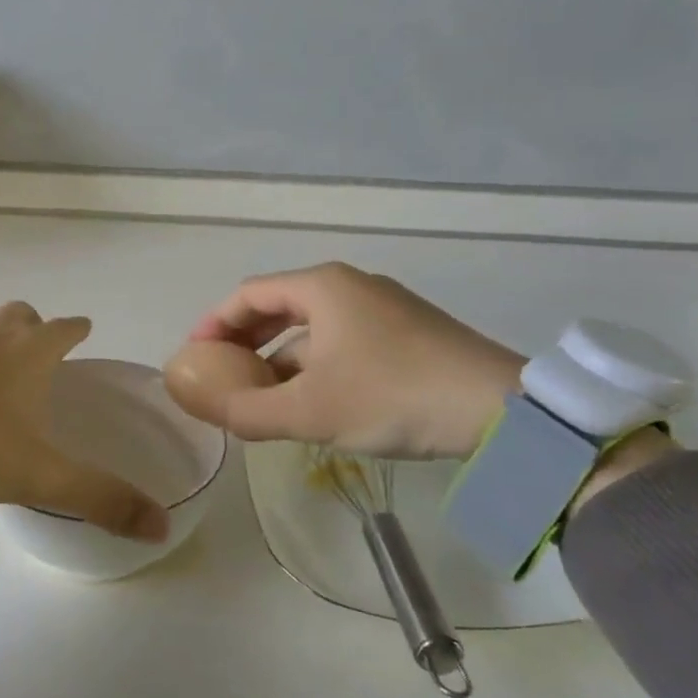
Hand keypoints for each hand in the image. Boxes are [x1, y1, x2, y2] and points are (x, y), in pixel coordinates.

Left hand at [0, 302, 169, 541]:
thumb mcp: (38, 477)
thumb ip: (99, 499)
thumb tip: (162, 527)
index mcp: (30, 352)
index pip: (66, 327)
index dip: (78, 329)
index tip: (85, 332)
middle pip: (23, 315)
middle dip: (37, 328)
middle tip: (43, 356)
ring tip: (1, 371)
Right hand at [188, 262, 524, 459]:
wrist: (502, 410)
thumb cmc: (392, 396)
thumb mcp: (310, 411)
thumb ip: (248, 411)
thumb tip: (204, 409)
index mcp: (322, 287)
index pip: (248, 294)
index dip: (214, 322)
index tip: (194, 353)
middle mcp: (350, 285)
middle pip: (279, 306)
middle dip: (245, 340)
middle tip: (222, 372)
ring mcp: (383, 307)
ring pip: (313, 327)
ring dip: (280, 357)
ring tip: (262, 394)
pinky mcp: (408, 332)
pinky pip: (342, 340)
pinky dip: (315, 364)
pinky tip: (315, 398)